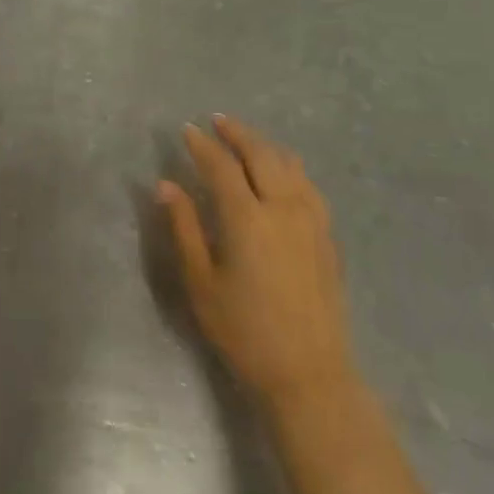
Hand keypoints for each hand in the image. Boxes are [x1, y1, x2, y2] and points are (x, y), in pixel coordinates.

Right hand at [159, 115, 353, 406]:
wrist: (309, 372)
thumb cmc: (244, 330)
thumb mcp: (201, 282)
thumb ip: (184, 228)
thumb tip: (166, 185)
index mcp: (247, 218)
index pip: (222, 167)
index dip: (202, 145)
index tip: (187, 130)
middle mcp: (283, 208)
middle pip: (261, 154)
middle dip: (237, 133)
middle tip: (217, 121)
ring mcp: (312, 219)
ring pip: (289, 165)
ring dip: (265, 145)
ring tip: (246, 139)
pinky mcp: (327, 235)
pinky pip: (308, 184)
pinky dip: (289, 166)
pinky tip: (283, 171)